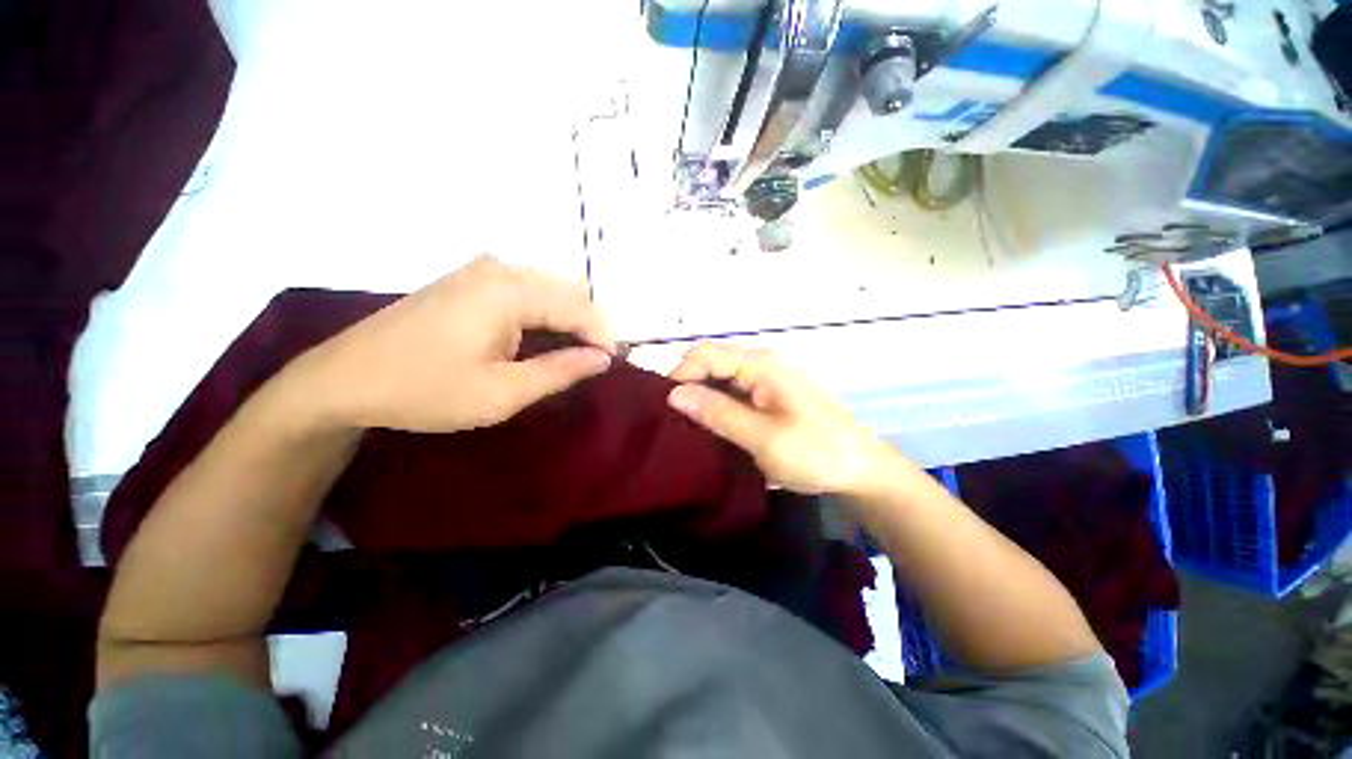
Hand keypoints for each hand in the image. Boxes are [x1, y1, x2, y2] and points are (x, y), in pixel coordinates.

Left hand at [302, 256, 614, 432]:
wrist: (344, 379)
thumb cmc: (425, 390)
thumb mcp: (502, 393)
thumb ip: (561, 371)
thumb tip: (603, 358)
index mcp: (509, 291)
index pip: (579, 307)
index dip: (603, 335)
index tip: (613, 363)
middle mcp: (499, 269)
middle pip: (568, 290)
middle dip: (589, 325)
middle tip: (593, 361)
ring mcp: (481, 270)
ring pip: (549, 288)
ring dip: (569, 318)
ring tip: (572, 353)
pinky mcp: (469, 279)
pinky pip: (526, 289)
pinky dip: (545, 313)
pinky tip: (541, 338)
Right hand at [666, 343, 896, 494]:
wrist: (863, 470)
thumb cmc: (817, 453)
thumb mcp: (763, 438)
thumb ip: (718, 414)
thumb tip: (674, 394)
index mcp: (762, 366)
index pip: (705, 354)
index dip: (680, 375)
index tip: (665, 409)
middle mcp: (763, 364)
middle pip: (712, 363)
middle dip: (688, 386)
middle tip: (672, 421)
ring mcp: (768, 380)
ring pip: (721, 378)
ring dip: (702, 398)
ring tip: (686, 427)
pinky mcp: (771, 396)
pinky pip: (735, 392)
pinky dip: (718, 406)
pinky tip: (711, 428)